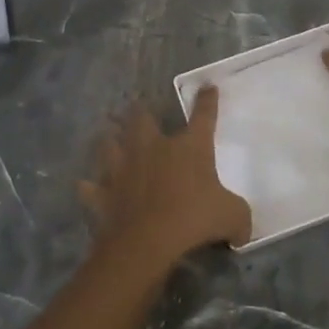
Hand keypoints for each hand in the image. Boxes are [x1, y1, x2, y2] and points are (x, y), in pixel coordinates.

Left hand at [79, 87, 251, 277]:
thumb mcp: (232, 218)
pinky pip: (90, 187)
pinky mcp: (102, 193)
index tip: (207, 87)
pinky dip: (89, 186)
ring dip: (109, 140)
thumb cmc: (194, 219)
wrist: (146, 241)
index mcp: (189, 147)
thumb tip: (242, 229)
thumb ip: (239, 218)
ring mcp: (123, 168)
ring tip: (108, 137)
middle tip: (137, 106)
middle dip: (140, 111)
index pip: (203, 117)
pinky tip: (86, 185)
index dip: (207, 101)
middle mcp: (153, 148)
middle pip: (141, 119)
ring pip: (108, 144)